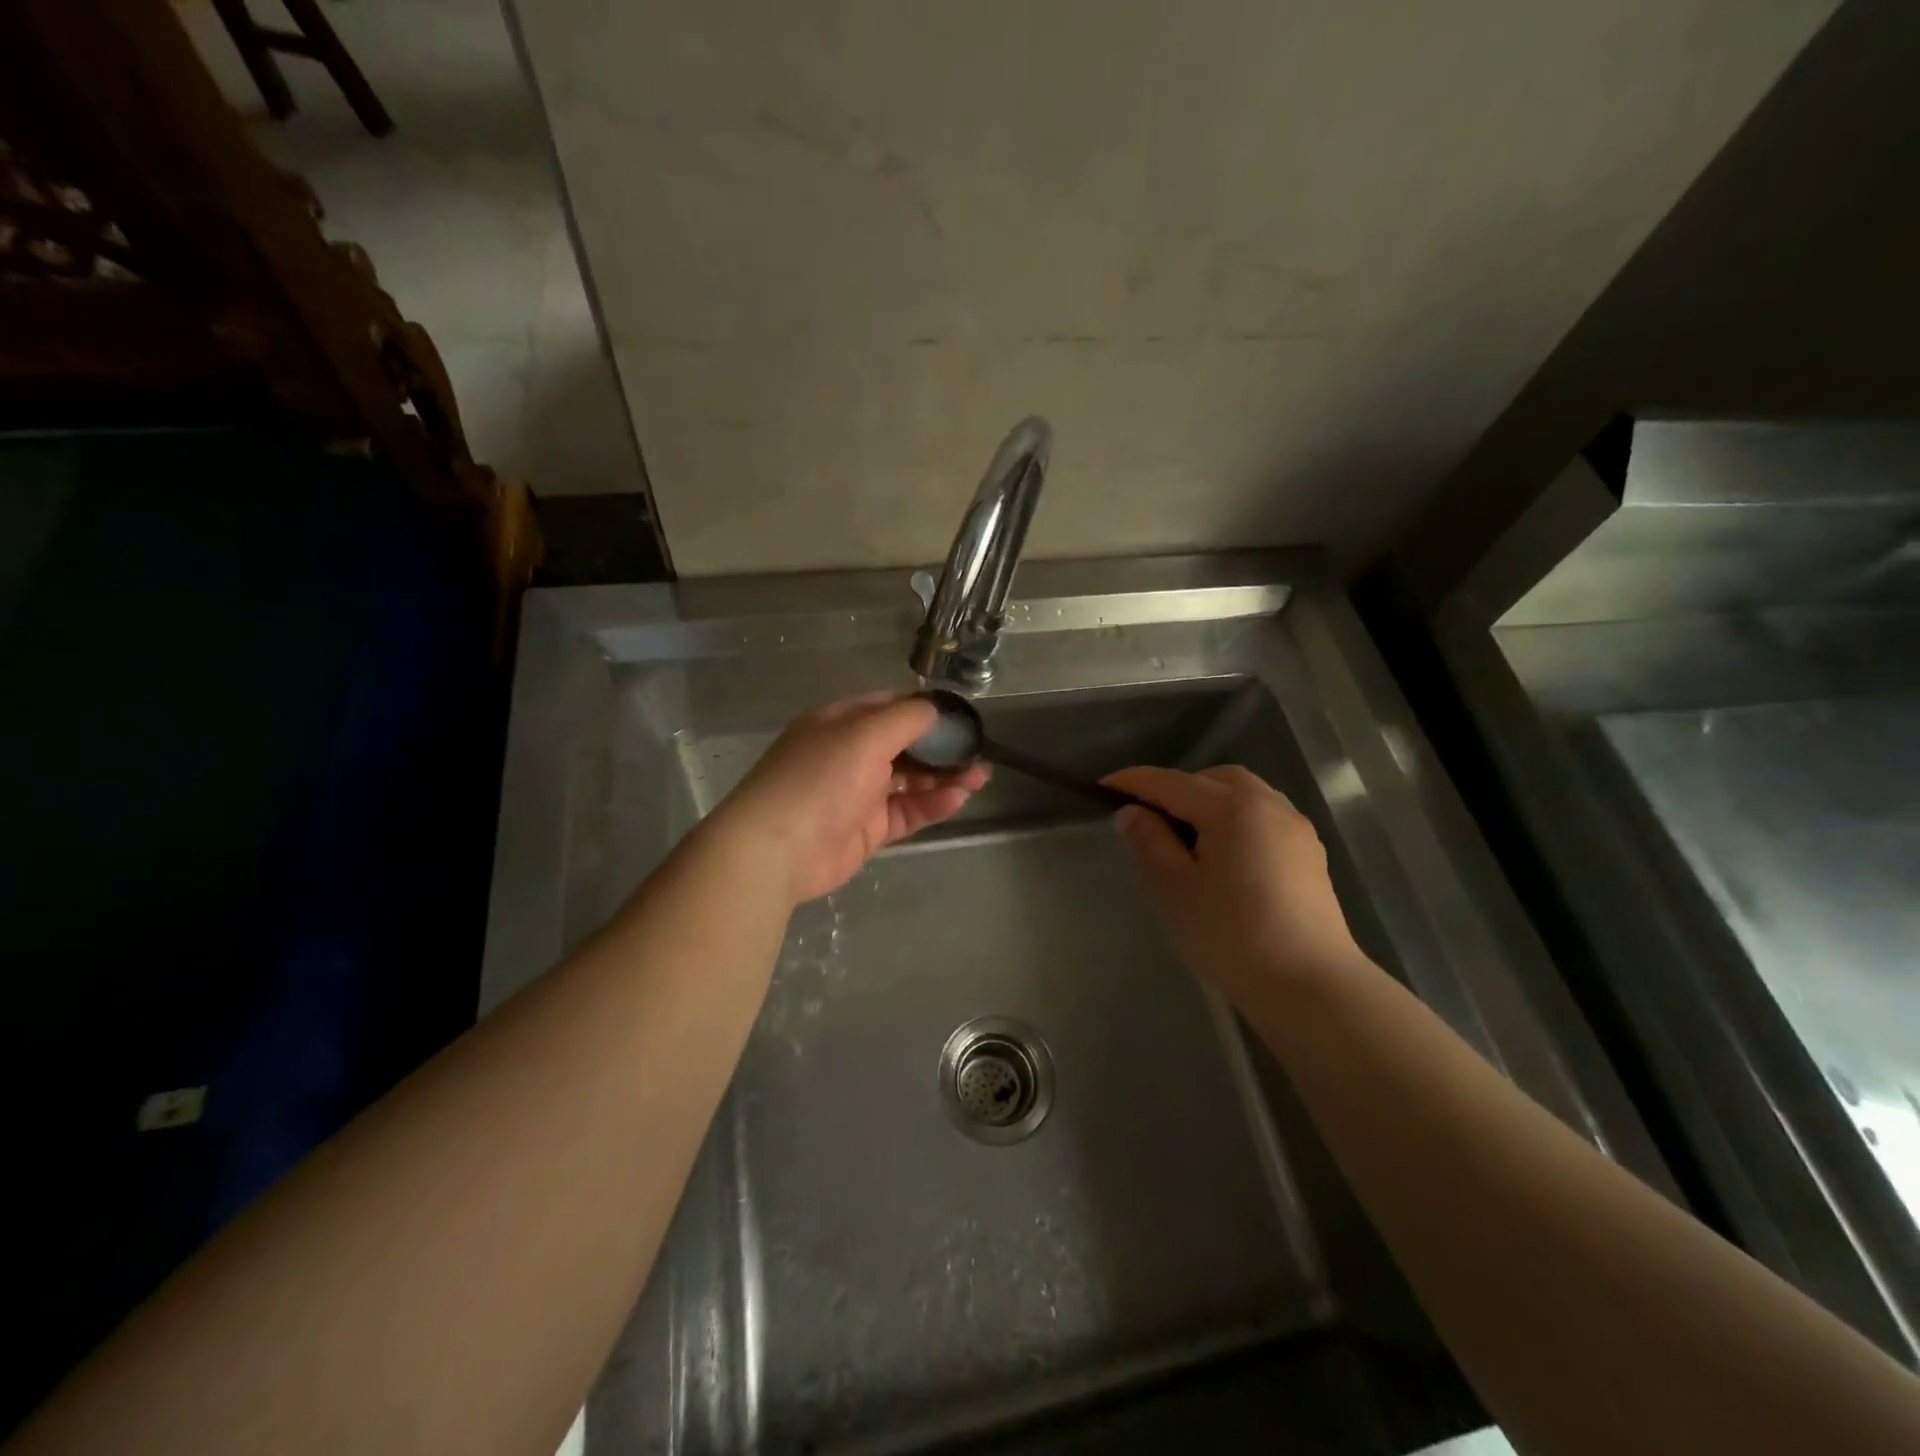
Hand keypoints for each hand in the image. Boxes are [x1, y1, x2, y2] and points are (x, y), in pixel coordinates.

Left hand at [712, 694, 988, 904]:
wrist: (777, 849)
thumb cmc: (819, 779)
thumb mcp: (864, 735)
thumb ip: (905, 719)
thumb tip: (935, 710)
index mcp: (841, 723)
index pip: (890, 707)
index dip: (926, 710)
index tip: (961, 717)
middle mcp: (850, 754)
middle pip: (905, 745)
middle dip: (942, 747)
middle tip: (979, 751)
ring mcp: (859, 793)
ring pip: (910, 780)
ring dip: (944, 776)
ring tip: (980, 775)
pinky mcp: (868, 829)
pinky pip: (907, 811)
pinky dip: (933, 804)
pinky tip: (959, 798)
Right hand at [1105, 765, 1374, 1016]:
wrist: (1310, 986)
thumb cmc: (1232, 936)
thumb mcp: (1175, 889)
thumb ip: (1149, 842)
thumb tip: (1131, 812)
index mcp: (1232, 808)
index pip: (1171, 783)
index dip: (1134, 782)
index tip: (1103, 788)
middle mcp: (1269, 805)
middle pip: (1214, 779)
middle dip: (1177, 788)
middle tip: (1148, 817)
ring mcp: (1295, 828)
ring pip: (1244, 795)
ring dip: (1209, 802)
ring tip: (1185, 836)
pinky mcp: (1309, 854)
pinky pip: (1264, 817)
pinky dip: (1236, 820)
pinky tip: (1224, 854)